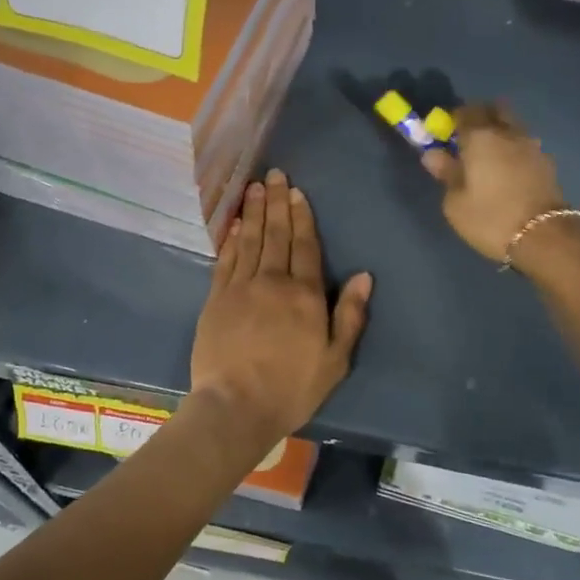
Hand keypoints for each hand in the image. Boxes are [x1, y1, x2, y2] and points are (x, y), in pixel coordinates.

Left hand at [190, 168, 372, 449]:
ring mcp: (240, 288)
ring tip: (255, 187)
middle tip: (274, 174)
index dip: (302, 216)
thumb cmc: (292, 387)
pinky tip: (235, 223)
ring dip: (254, 212)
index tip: (297, 191)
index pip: (305, 246)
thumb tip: (364, 275)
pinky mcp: (215, 300)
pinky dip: (231, 239)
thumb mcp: (335, 359)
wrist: (236, 406)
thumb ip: (350, 315)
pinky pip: (225, 260)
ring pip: (250, 241)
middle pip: (276, 235)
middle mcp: (272, 282)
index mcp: (304, 295)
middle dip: (276, 203)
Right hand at [422, 102, 568, 262]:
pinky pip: (525, 145)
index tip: (445, 133)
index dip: (452, 119)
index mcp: (480, 137)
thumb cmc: (490, 218)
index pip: (464, 112)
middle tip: (468, 137)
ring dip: (500, 132)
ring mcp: (532, 146)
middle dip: (481, 116)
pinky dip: (514, 150)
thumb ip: (446, 173)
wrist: (544, 237)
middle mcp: (508, 133)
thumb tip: (434, 154)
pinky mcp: (547, 163)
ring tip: (489, 157)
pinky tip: (508, 171)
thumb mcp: (455, 203)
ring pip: (513, 126)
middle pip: (495, 109)